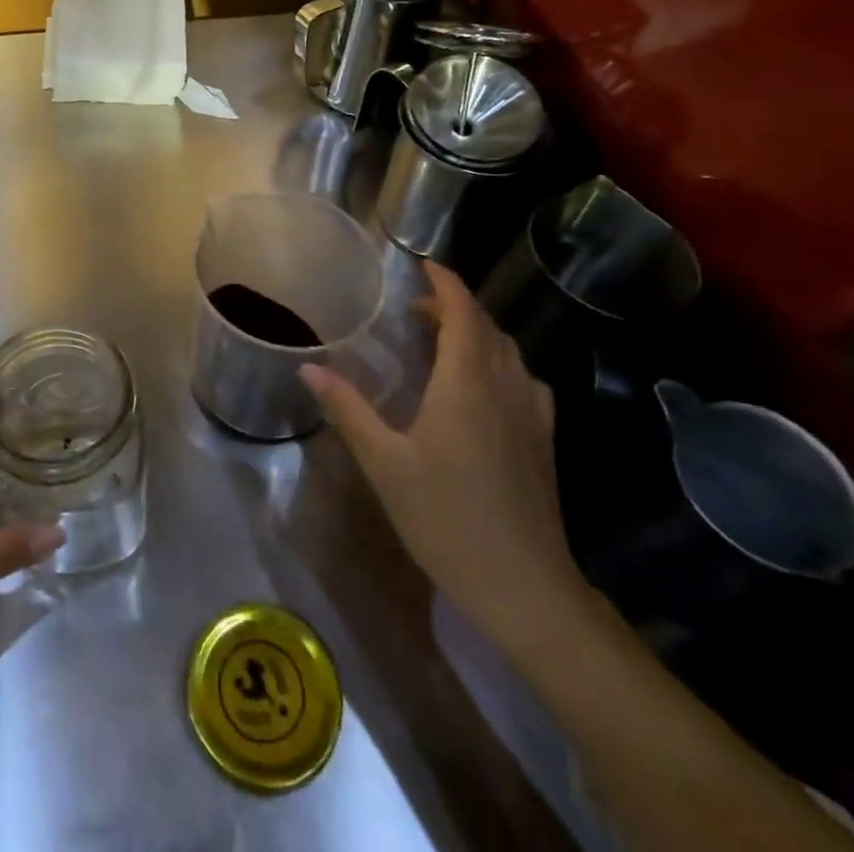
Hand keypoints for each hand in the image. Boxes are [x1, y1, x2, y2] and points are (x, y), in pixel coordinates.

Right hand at [300, 261, 588, 655]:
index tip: (423, 266)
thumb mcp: (384, 464)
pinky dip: (499, 362)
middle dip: (454, 306)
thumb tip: (309, 367)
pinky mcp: (544, 439)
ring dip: (477, 332)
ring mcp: (532, 413)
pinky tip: (482, 388)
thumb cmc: (447, 519)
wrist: (525, 587)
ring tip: (443, 341)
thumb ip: (348, 409)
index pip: (462, 311)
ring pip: (508, 351)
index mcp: (466, 382)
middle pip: (486, 326)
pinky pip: (523, 379)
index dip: (445, 283)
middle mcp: (505, 386)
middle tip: (416, 309)